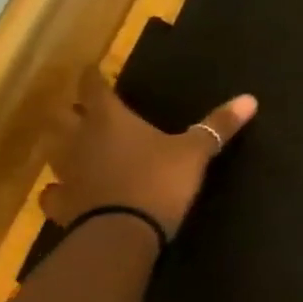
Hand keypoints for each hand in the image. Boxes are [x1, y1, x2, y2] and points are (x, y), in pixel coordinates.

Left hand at [42, 69, 258, 237]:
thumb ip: (218, 126)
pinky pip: (53, 192)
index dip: (93, 77)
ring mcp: (66, 173)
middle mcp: (80, 140)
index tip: (92, 69)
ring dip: (60, 144)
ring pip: (52, 150)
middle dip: (68, 109)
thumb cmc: (160, 181)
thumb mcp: (196, 152)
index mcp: (110, 120)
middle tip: (80, 107)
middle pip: (61, 116)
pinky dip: (58, 188)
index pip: (94, 89)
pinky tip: (65, 190)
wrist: (123, 233)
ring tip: (71, 144)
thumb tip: (250, 99)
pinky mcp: (62, 204)